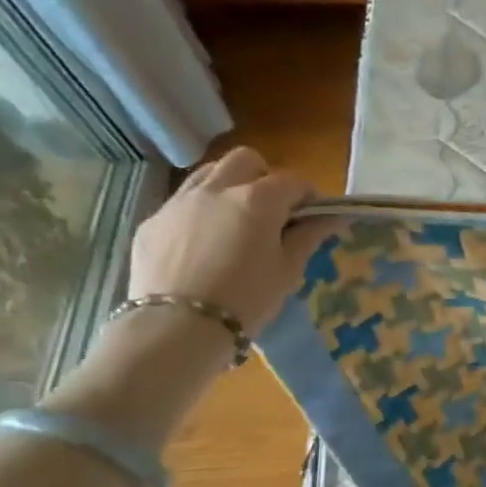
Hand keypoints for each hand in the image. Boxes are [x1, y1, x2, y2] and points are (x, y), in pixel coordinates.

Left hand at [127, 147, 335, 334]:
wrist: (178, 326)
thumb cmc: (248, 299)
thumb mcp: (289, 270)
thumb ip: (309, 236)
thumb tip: (332, 217)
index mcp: (257, 200)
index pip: (292, 181)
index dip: (308, 196)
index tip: (313, 218)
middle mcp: (217, 189)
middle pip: (246, 160)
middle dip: (265, 177)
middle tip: (274, 211)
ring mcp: (179, 202)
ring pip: (209, 173)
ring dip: (230, 186)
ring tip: (237, 221)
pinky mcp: (153, 221)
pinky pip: (182, 202)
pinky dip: (201, 211)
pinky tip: (205, 245)